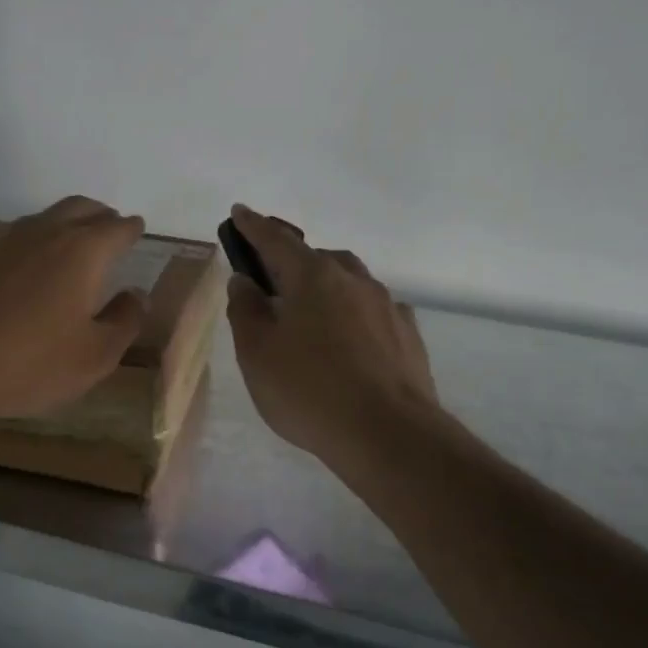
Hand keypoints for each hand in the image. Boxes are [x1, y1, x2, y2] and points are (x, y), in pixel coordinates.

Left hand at [0, 197, 149, 422]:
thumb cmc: (29, 362)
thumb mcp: (94, 356)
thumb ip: (125, 321)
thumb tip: (137, 295)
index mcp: (83, 251)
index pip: (118, 228)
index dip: (132, 229)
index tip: (137, 231)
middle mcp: (45, 232)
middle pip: (81, 208)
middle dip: (101, 216)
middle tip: (110, 230)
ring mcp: (4, 240)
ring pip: (45, 218)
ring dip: (66, 225)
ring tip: (72, 248)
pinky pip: (16, 237)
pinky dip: (34, 243)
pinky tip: (29, 270)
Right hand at [225, 205, 438, 465]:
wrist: (388, 434)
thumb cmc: (308, 390)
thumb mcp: (257, 353)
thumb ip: (246, 311)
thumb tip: (246, 281)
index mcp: (313, 277)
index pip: (275, 241)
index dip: (253, 227)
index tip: (240, 212)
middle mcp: (353, 280)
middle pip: (317, 259)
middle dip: (293, 261)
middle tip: (273, 281)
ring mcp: (386, 306)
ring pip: (350, 283)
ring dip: (327, 288)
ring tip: (311, 316)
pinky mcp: (408, 336)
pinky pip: (373, 312)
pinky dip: (355, 315)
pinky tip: (350, 342)